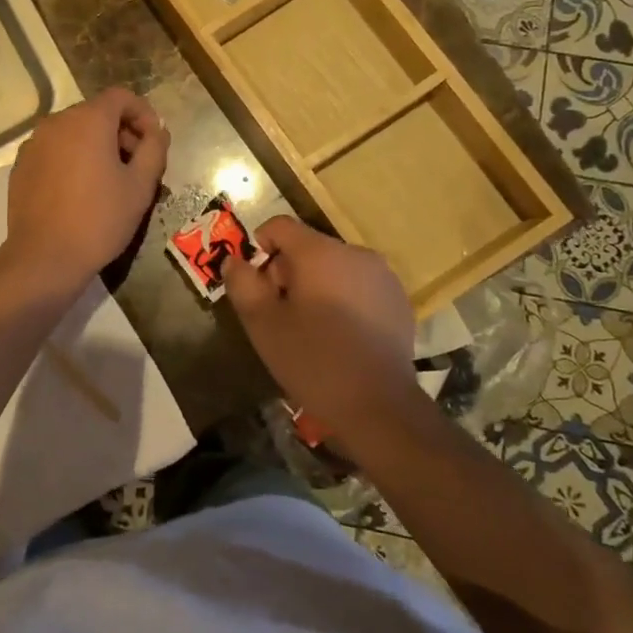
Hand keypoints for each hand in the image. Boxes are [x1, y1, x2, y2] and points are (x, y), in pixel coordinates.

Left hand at [1, 88, 169, 291]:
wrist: (45, 257)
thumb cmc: (100, 219)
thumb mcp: (140, 185)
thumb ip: (154, 148)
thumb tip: (157, 131)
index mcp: (88, 120)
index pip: (121, 97)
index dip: (143, 113)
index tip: (154, 142)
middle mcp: (56, 122)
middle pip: (96, 113)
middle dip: (121, 132)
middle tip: (137, 165)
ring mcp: (34, 143)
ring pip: (73, 132)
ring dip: (96, 146)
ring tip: (110, 181)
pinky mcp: (21, 166)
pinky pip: (54, 151)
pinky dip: (72, 159)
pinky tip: (80, 192)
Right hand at [223, 217, 422, 439]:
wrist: (378, 406)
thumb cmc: (313, 361)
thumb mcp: (262, 324)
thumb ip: (242, 284)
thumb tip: (234, 260)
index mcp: (320, 252)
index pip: (279, 226)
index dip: (259, 248)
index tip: (257, 286)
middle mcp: (355, 253)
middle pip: (307, 247)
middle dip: (287, 272)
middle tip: (281, 315)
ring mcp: (382, 276)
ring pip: (334, 267)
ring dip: (316, 286)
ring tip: (312, 328)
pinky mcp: (398, 300)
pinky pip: (358, 285)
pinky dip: (343, 299)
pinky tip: (341, 336)